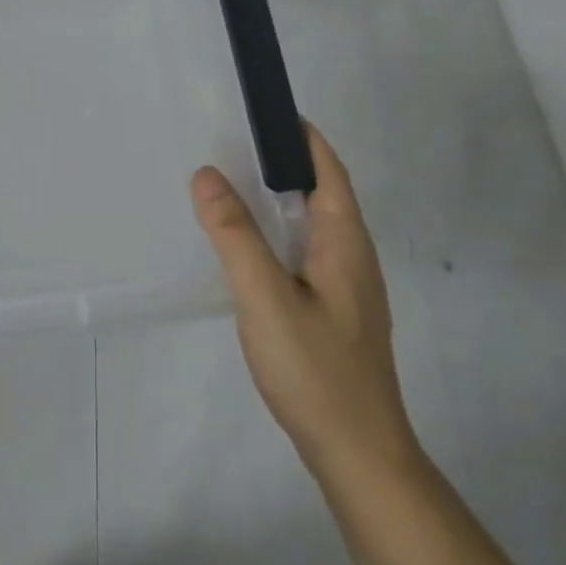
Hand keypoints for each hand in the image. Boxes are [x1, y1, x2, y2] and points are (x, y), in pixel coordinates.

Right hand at [191, 121, 419, 485]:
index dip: (302, 136)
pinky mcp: (333, 312)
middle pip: (322, 193)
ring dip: (278, 200)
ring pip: (312, 226)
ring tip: (231, 188)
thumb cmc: (316, 370)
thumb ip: (235, 236)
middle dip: (283, 163)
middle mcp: (352, 256)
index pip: (329, 170)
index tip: (264, 110)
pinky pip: (304, 254)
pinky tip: (247, 250)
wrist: (358, 454)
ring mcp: (346, 288)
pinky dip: (276, 235)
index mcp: (345, 242)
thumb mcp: (265, 297)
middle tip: (231, 144)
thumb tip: (207, 173)